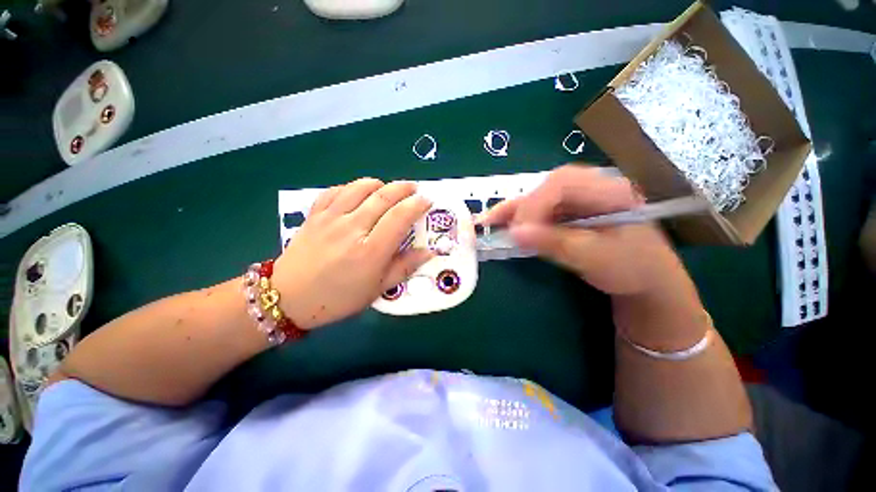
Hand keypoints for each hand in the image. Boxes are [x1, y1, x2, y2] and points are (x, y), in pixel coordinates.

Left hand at [272, 179, 432, 329]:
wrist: (288, 298)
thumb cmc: (338, 298)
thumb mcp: (377, 290)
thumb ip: (404, 268)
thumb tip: (429, 253)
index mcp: (371, 251)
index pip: (400, 217)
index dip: (417, 205)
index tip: (427, 201)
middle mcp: (352, 228)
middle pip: (383, 197)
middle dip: (403, 188)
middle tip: (414, 188)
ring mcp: (330, 218)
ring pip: (360, 188)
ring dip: (379, 184)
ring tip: (389, 189)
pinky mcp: (314, 214)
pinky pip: (336, 191)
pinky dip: (352, 187)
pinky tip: (358, 193)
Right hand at [480, 165, 688, 296]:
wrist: (648, 280)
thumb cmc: (631, 268)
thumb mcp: (594, 257)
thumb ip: (553, 242)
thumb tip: (514, 233)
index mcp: (609, 190)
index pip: (562, 184)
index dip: (535, 205)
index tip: (518, 231)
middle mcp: (593, 187)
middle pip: (547, 186)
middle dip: (521, 206)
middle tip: (499, 225)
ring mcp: (581, 198)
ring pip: (540, 196)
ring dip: (514, 209)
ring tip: (490, 221)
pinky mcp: (570, 211)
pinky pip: (541, 209)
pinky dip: (520, 217)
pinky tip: (503, 222)